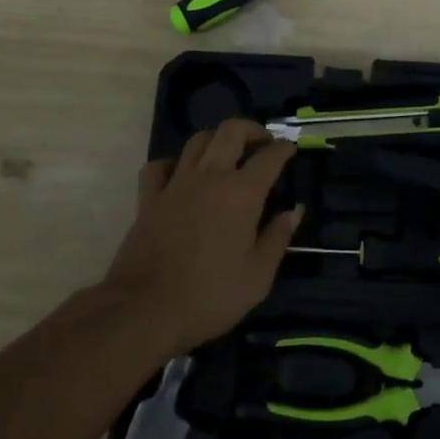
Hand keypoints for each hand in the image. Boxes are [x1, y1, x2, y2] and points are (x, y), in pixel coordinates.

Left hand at [103, 119, 301, 357]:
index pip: (269, 157)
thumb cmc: (210, 295)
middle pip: (231, 131)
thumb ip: (278, 238)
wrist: (145, 309)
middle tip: (263, 142)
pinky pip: (159, 166)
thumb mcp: (258, 276)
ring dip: (217, 140)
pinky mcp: (148, 198)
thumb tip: (294, 210)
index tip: (291, 148)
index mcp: (242, 193)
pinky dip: (173, 164)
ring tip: (227, 154)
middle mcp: (210, 177)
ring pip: (197, 141)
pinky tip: (180, 175)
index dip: (284, 148)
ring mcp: (175, 184)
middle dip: (252, 130)